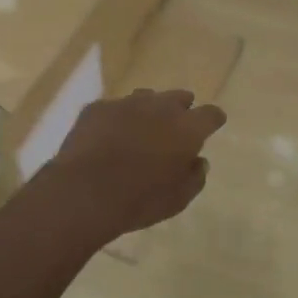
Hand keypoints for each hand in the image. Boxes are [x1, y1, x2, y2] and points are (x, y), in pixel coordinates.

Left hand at [43, 88, 225, 240]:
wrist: (85, 191)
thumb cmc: (140, 200)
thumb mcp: (177, 200)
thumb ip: (194, 178)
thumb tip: (199, 162)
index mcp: (187, 128)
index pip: (211, 114)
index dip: (212, 120)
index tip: (212, 125)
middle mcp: (160, 106)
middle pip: (179, 98)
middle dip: (180, 110)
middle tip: (175, 128)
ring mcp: (127, 103)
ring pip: (146, 98)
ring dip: (148, 111)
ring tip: (141, 131)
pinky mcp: (98, 107)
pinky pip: (114, 109)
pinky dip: (116, 120)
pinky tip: (107, 138)